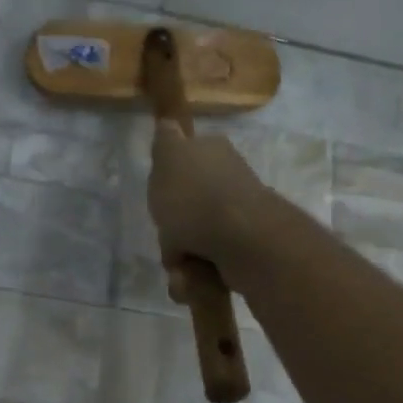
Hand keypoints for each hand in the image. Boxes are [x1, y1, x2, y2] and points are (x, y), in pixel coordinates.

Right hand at [147, 120, 271, 296]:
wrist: (240, 240)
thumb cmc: (195, 196)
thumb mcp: (168, 157)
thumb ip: (166, 141)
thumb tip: (169, 123)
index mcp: (214, 153)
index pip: (185, 160)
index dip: (168, 180)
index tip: (159, 197)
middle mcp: (229, 181)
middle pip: (186, 207)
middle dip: (172, 229)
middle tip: (167, 236)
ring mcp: (237, 218)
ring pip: (194, 240)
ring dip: (181, 257)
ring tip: (181, 267)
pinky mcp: (243, 251)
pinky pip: (208, 266)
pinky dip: (196, 276)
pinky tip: (192, 279)